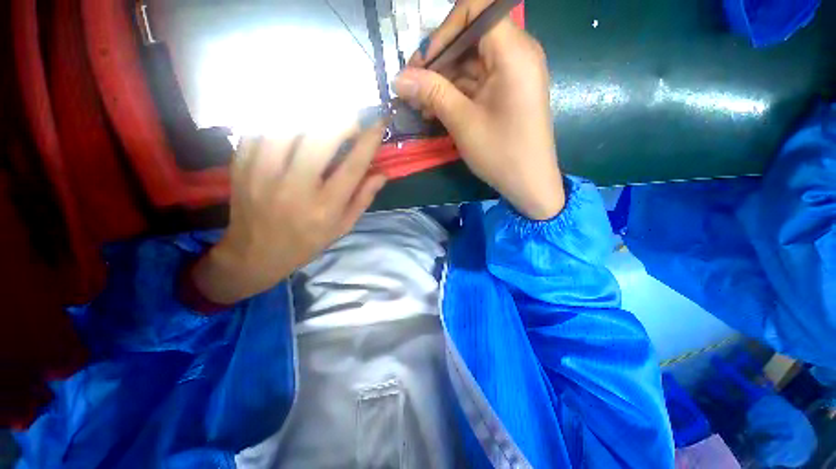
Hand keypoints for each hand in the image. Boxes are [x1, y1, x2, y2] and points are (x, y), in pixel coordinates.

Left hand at [190, 121, 387, 304]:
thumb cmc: (307, 242)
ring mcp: (263, 173)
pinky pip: (260, 127)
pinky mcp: (241, 164)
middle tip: (351, 117)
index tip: (380, 122)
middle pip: (320, 137)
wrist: (255, 253)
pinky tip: (293, 118)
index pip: (353, 165)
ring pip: (288, 124)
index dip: (369, 140)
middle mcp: (295, 187)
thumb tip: (382, 174)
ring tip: (323, 113)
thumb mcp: (342, 227)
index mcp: (325, 207)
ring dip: (311, 112)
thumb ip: (363, 199)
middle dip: (342, 119)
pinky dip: (280, 116)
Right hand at [394, 0, 563, 219]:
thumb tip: (398, 78)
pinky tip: (437, 111)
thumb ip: (432, 93)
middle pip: (470, 38)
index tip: (423, 64)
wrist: (530, 183)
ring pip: (470, 63)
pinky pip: (477, 81)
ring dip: (443, 81)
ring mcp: (513, 74)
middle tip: (413, 89)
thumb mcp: (463, 122)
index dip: (444, 31)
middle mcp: (517, 54)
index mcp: (513, 52)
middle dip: (438, 61)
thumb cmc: (501, 153)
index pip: (475, 10)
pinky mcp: (507, 92)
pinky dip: (456, 93)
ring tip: (421, 106)